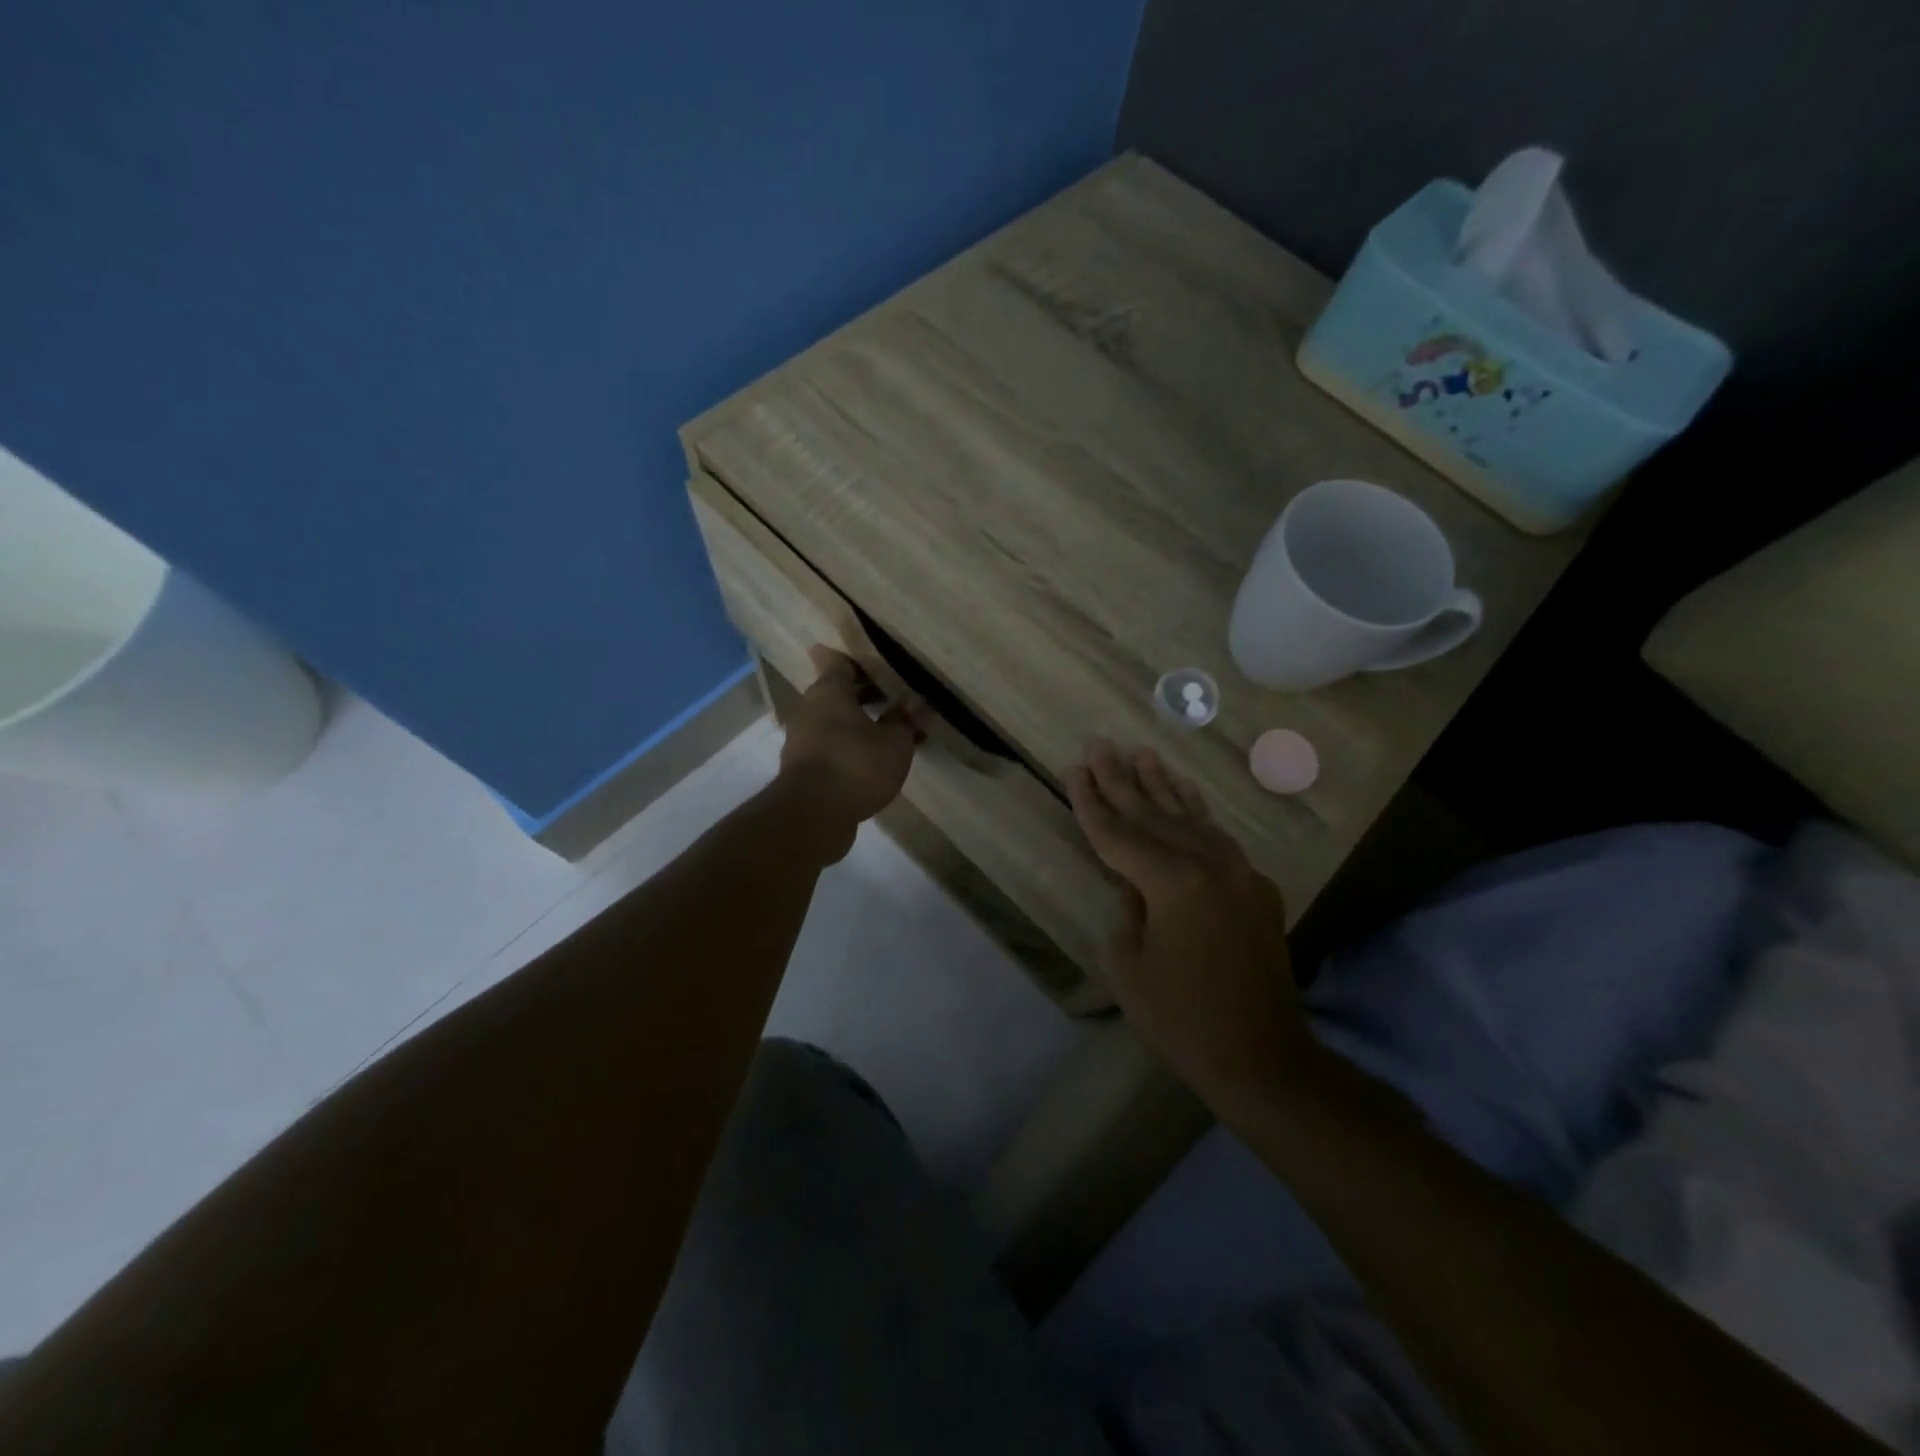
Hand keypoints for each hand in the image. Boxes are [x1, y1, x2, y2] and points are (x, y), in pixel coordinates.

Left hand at [776, 647, 925, 858]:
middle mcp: (809, 709)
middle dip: (862, 695)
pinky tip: (870, 761)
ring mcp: (801, 740)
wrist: (812, 815)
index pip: (839, 663)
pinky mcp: (801, 769)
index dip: (859, 662)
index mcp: (828, 691)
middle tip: (891, 698)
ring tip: (887, 733)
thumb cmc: (855, 765)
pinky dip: (847, 748)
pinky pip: (829, 747)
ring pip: (831, 722)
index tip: (877, 664)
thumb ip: (904, 720)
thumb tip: (913, 703)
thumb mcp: (894, 743)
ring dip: (855, 724)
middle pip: (835, 693)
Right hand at [1067, 740, 1309, 1098]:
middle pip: (1153, 814)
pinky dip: (1198, 814)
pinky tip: (1187, 796)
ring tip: (1143, 754)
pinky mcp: (1256, 889)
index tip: (1075, 769)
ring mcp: (1239, 873)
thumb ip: (1127, 909)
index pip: (1119, 833)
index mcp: (1171, 881)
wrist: (1262, 1059)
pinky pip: (1218, 839)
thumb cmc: (1182, 1020)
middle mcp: (1208, 864)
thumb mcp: (1129, 967)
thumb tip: (1134, 884)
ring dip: (1163, 786)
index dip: (1091, 802)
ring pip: (1191, 817)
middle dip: (1121, 780)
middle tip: (1100, 745)